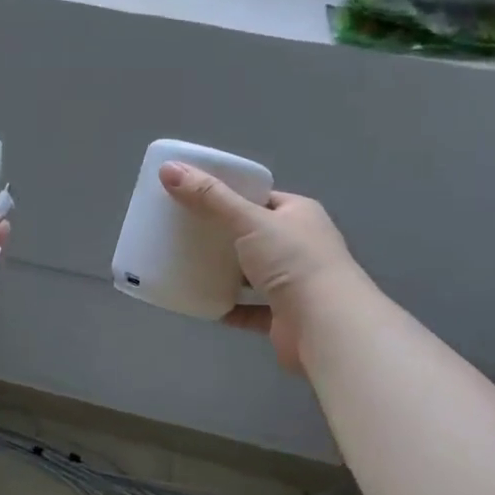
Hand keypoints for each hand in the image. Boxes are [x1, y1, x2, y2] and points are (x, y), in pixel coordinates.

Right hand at [159, 161, 357, 372]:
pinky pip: (250, 309)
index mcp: (299, 215)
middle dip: (223, 235)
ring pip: (253, 274)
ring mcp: (295, 284)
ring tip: (189, 265)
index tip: (197, 198)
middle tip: (185, 231)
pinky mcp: (284, 317)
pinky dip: (229, 306)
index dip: (232, 196)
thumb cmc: (292, 261)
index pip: (262, 199)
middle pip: (255, 236)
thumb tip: (169, 169)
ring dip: (226, 273)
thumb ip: (209, 196)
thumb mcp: (248, 220)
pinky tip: (202, 302)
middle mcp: (302, 246)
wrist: (325, 325)